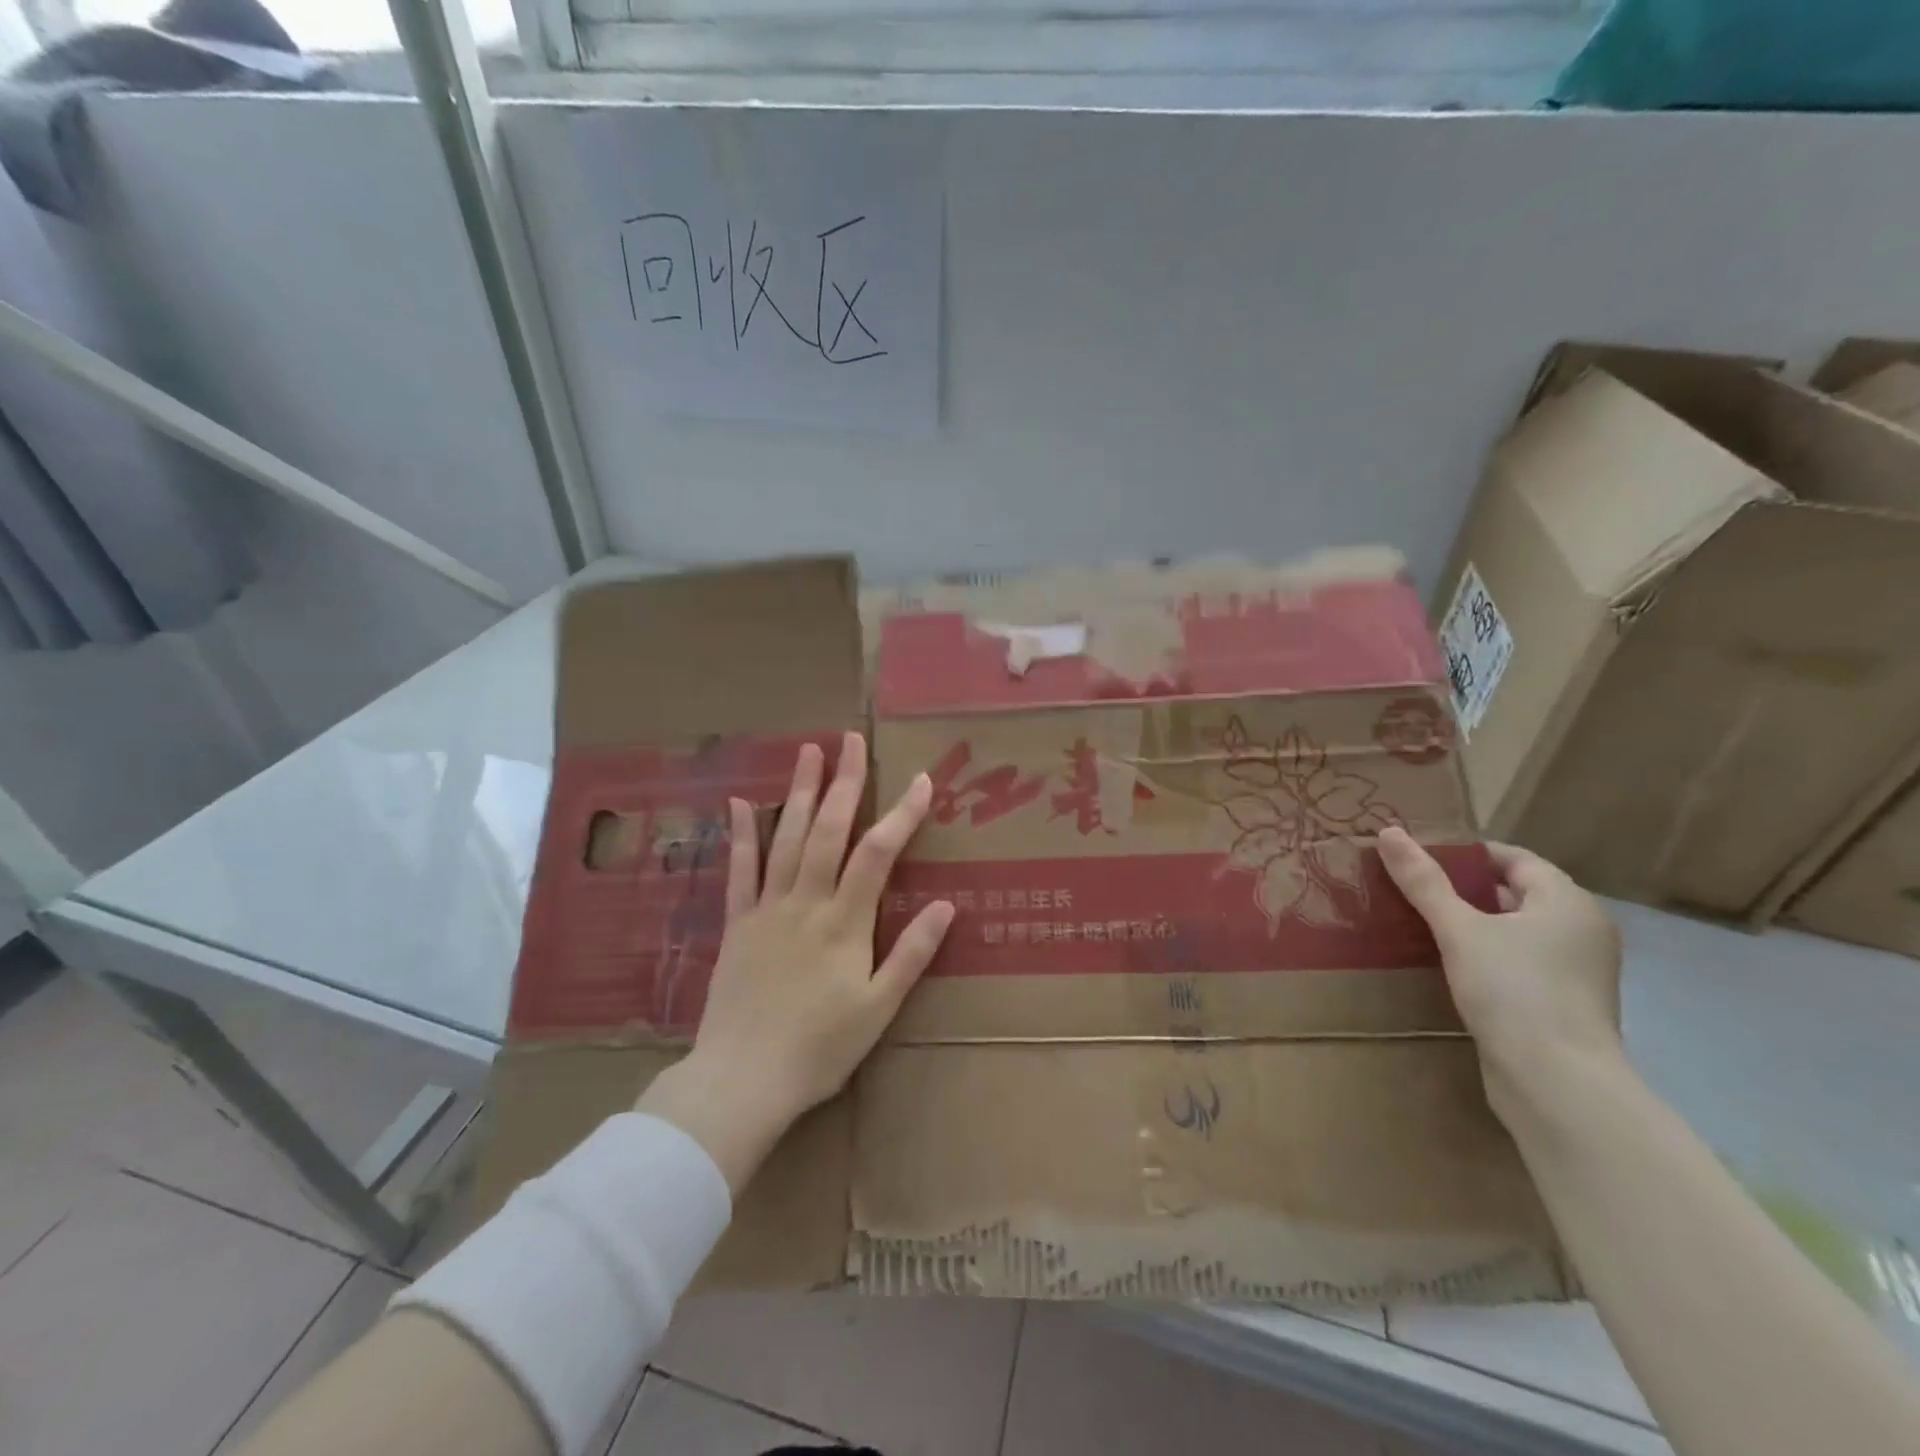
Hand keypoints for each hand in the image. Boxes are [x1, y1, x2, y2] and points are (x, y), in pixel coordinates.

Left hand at [636, 732, 953, 1192]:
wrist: (743, 1080)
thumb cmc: (820, 1048)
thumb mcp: (878, 1009)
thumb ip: (911, 954)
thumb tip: (947, 905)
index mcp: (845, 922)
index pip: (878, 853)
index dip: (902, 813)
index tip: (921, 780)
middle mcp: (806, 902)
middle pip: (828, 830)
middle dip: (843, 782)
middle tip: (851, 740)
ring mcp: (767, 909)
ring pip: (786, 838)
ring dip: (798, 792)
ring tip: (808, 751)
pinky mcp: (737, 924)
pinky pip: (739, 871)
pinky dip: (740, 835)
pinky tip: (738, 804)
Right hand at [1376, 827, 1623, 1118]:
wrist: (1556, 1083)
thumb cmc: (1513, 989)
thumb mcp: (1458, 929)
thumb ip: (1423, 881)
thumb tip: (1388, 833)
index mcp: (1567, 902)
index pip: (1514, 858)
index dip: (1465, 853)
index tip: (1418, 857)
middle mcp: (1581, 930)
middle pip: (1515, 893)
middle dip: (1463, 888)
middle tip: (1410, 887)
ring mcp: (1576, 971)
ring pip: (1515, 931)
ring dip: (1472, 924)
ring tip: (1418, 921)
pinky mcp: (1562, 1004)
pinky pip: (1519, 962)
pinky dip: (1485, 955)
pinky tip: (1446, 963)